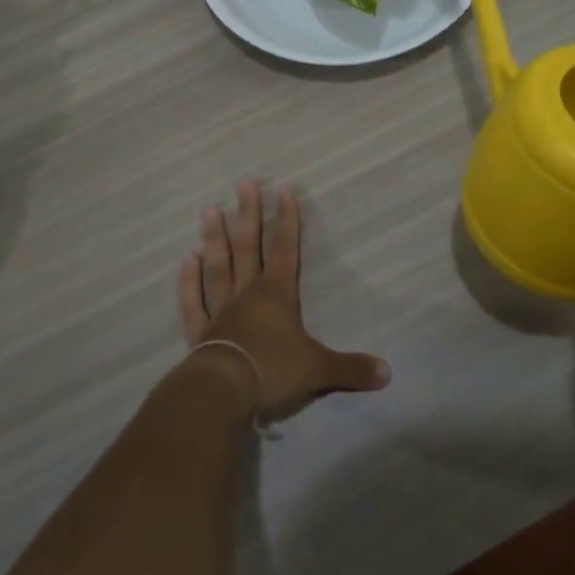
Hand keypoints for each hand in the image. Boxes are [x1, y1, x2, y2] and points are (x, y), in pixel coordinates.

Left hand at [178, 181, 390, 421]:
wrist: (224, 390)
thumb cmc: (272, 370)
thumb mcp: (318, 369)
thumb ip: (351, 368)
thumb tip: (388, 373)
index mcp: (276, 295)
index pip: (285, 250)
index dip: (287, 220)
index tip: (283, 190)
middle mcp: (247, 293)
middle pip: (248, 247)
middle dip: (248, 215)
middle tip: (243, 184)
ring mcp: (220, 309)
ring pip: (218, 266)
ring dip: (214, 238)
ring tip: (209, 209)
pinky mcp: (200, 332)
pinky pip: (193, 301)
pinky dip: (189, 281)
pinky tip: (186, 259)